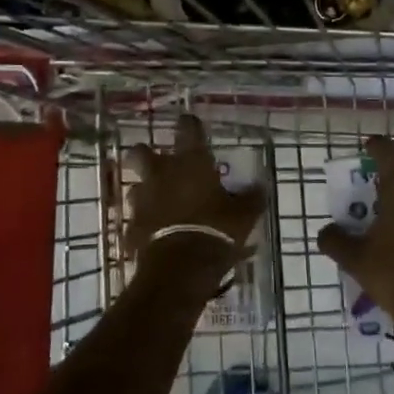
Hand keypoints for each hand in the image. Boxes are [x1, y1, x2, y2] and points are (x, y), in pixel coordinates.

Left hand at [126, 114, 265, 296]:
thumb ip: (251, 198)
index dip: (190, 125)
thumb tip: (260, 187)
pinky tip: (157, 234)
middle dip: (146, 155)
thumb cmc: (216, 230)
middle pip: (140, 152)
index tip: (192, 126)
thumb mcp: (244, 215)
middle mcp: (161, 174)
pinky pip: (137, 220)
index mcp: (190, 162)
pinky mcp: (132, 227)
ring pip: (137, 186)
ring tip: (162, 204)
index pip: (188, 128)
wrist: (180, 268)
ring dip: (147, 192)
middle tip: (161, 164)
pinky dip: (146, 223)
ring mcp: (143, 200)